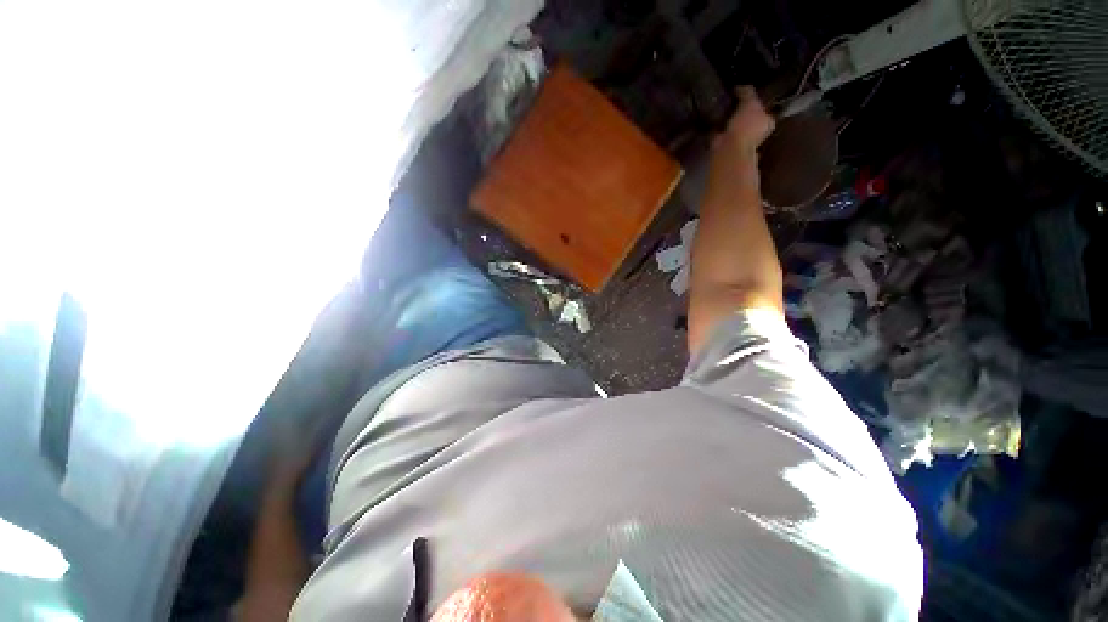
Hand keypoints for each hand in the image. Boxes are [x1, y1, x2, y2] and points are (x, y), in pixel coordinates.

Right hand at [713, 86, 774, 160]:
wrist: (729, 148)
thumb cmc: (746, 126)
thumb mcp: (750, 102)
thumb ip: (747, 92)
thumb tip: (740, 87)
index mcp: (767, 122)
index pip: (764, 108)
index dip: (757, 100)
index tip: (746, 93)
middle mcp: (756, 133)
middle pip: (750, 117)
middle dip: (742, 110)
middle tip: (733, 99)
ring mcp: (740, 141)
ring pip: (736, 126)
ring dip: (729, 119)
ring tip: (722, 107)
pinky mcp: (725, 146)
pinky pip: (722, 133)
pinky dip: (718, 128)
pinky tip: (714, 119)